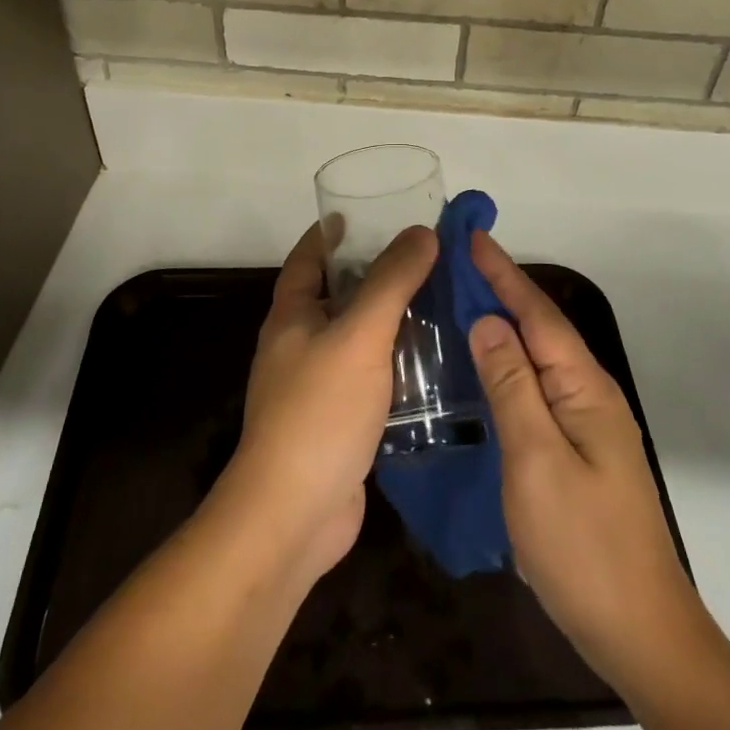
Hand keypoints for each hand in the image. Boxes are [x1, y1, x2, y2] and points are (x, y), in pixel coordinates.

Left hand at [222, 222, 437, 583]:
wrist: (293, 515)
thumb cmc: (319, 411)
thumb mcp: (359, 335)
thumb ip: (391, 281)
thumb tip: (421, 232)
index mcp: (292, 315)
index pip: (308, 258)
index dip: (331, 233)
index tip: (364, 213)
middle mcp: (299, 344)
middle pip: (337, 294)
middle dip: (374, 273)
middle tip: (422, 256)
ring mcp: (317, 385)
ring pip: (357, 336)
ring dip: (390, 318)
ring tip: (438, 299)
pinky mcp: (338, 420)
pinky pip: (369, 375)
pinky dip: (395, 361)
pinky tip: (432, 360)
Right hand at [467, 232, 715, 691]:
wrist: (639, 633)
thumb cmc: (582, 544)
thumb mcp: (536, 459)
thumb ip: (512, 386)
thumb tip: (488, 322)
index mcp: (583, 387)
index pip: (536, 313)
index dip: (502, 274)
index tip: (471, 237)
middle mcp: (588, 395)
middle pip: (540, 328)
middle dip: (502, 291)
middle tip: (458, 264)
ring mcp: (585, 425)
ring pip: (538, 359)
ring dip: (504, 326)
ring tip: (463, 303)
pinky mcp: (576, 452)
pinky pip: (537, 390)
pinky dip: (508, 366)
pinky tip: (486, 370)